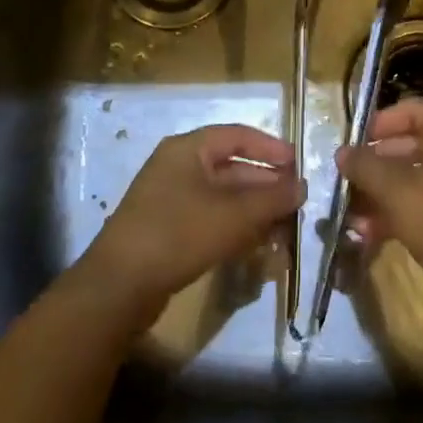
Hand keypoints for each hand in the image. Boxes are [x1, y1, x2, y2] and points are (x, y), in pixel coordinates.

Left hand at [80, 124, 302, 316]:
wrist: (119, 286)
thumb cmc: (179, 234)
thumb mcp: (234, 214)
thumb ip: (272, 198)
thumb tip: (302, 186)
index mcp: (187, 149)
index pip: (237, 136)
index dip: (270, 147)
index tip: (298, 164)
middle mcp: (178, 167)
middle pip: (232, 167)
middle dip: (266, 185)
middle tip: (296, 203)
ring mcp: (171, 200)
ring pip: (223, 197)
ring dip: (254, 211)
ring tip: (284, 229)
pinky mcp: (168, 230)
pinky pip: (210, 219)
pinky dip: (235, 227)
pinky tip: (258, 245)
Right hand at [337, 98, 422, 309]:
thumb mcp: (397, 190)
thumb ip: (365, 166)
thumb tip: (342, 152)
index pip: (414, 110)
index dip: (379, 123)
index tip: (352, 144)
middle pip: (414, 145)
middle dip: (376, 164)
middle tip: (347, 180)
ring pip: (418, 178)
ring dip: (383, 192)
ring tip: (352, 213)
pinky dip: (401, 211)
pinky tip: (371, 232)